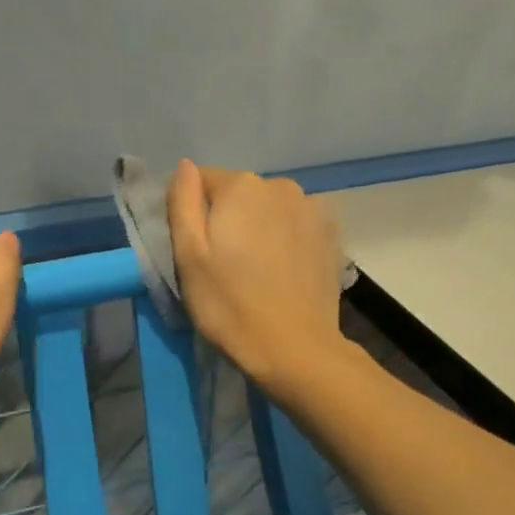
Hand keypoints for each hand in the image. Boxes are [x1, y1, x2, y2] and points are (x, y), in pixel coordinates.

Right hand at [166, 161, 347, 385]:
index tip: (195, 250)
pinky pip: (296, 227)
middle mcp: (281, 186)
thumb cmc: (229, 305)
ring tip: (256, 271)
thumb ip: (182, 203)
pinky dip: (286, 241)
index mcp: (241, 186)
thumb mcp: (189, 257)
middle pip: (240, 194)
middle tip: (223, 265)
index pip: (202, 181)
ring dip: (260, 229)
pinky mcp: (331, 236)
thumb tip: (185, 166)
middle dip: (229, 219)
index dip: (192, 212)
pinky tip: (283, 272)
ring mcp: (312, 209)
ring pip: (270, 210)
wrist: (295, 348)